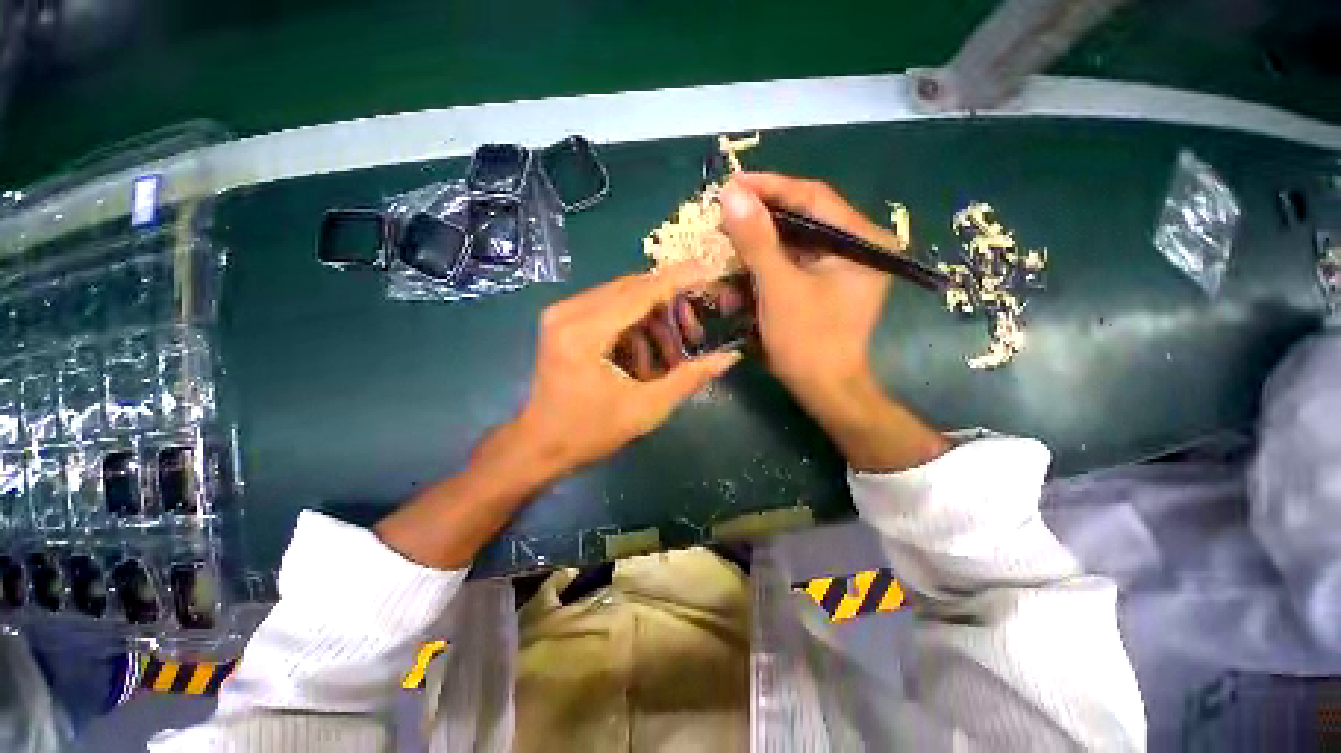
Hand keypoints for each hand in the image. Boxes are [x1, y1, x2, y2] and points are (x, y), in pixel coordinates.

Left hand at [377, 264, 738, 569]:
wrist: (540, 444)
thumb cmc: (590, 432)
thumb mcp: (646, 409)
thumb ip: (689, 379)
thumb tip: (729, 357)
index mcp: (584, 332)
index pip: (641, 292)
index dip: (679, 280)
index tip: (709, 270)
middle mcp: (569, 311)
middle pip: (633, 289)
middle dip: (670, 307)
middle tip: (695, 333)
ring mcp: (563, 313)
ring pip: (624, 299)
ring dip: (653, 323)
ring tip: (669, 359)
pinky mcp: (563, 320)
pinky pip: (610, 311)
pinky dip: (634, 331)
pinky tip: (644, 361)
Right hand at [719, 172, 898, 412]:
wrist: (824, 391)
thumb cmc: (808, 341)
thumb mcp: (779, 288)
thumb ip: (756, 239)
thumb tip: (731, 193)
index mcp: (861, 241)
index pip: (812, 198)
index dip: (769, 188)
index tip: (731, 184)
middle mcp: (856, 248)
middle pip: (800, 220)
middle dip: (758, 223)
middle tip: (722, 217)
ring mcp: (839, 268)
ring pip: (790, 245)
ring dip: (754, 252)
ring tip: (724, 250)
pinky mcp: (823, 286)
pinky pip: (789, 267)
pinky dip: (761, 272)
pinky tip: (737, 280)